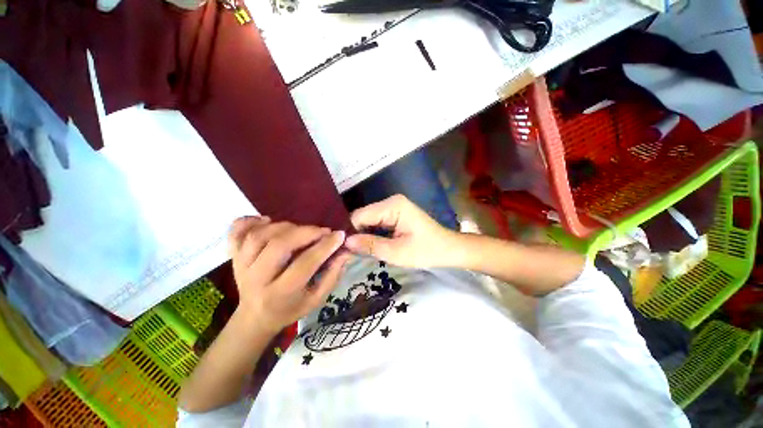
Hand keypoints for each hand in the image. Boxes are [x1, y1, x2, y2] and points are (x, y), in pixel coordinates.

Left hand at [228, 217, 349, 332]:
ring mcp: (241, 266)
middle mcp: (257, 278)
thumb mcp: (316, 299)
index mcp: (281, 293)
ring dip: (284, 226)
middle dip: (306, 232)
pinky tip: (266, 220)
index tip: (339, 235)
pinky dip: (249, 221)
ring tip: (300, 229)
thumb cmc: (290, 308)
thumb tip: (345, 252)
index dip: (325, 246)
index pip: (305, 263)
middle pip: (279, 245)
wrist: (255, 317)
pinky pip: (236, 233)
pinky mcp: (233, 257)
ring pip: (259, 236)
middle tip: (322, 230)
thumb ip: (332, 275)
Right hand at [344, 194, 458, 267]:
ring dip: (363, 234)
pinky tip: (367, 245)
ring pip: (369, 220)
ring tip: (356, 251)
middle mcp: (391, 202)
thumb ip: (370, 245)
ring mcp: (393, 207)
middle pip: (363, 216)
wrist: (448, 249)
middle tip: (348, 253)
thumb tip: (345, 241)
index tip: (342, 248)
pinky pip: (377, 222)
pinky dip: (371, 233)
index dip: (350, 231)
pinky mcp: (395, 214)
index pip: (360, 215)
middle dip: (356, 233)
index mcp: (393, 206)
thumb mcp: (396, 252)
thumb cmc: (426, 251)